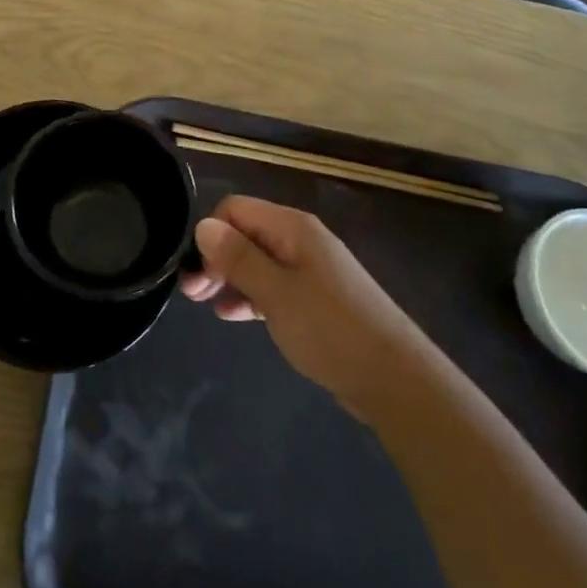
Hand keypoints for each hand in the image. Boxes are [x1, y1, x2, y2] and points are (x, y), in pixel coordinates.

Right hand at [180, 196, 435, 420]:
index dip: (211, 235)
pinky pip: (274, 285)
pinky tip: (233, 316)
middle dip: (216, 258)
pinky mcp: (317, 298)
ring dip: (230, 278)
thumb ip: (238, 257)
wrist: (394, 378)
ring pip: (258, 261)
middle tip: (192, 294)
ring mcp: (311, 269)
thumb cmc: (329, 329)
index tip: (199, 274)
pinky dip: (252, 295)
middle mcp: (301, 239)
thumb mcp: (275, 292)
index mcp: (292, 227)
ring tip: (207, 306)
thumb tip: (203, 225)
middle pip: (246, 233)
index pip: (235, 209)